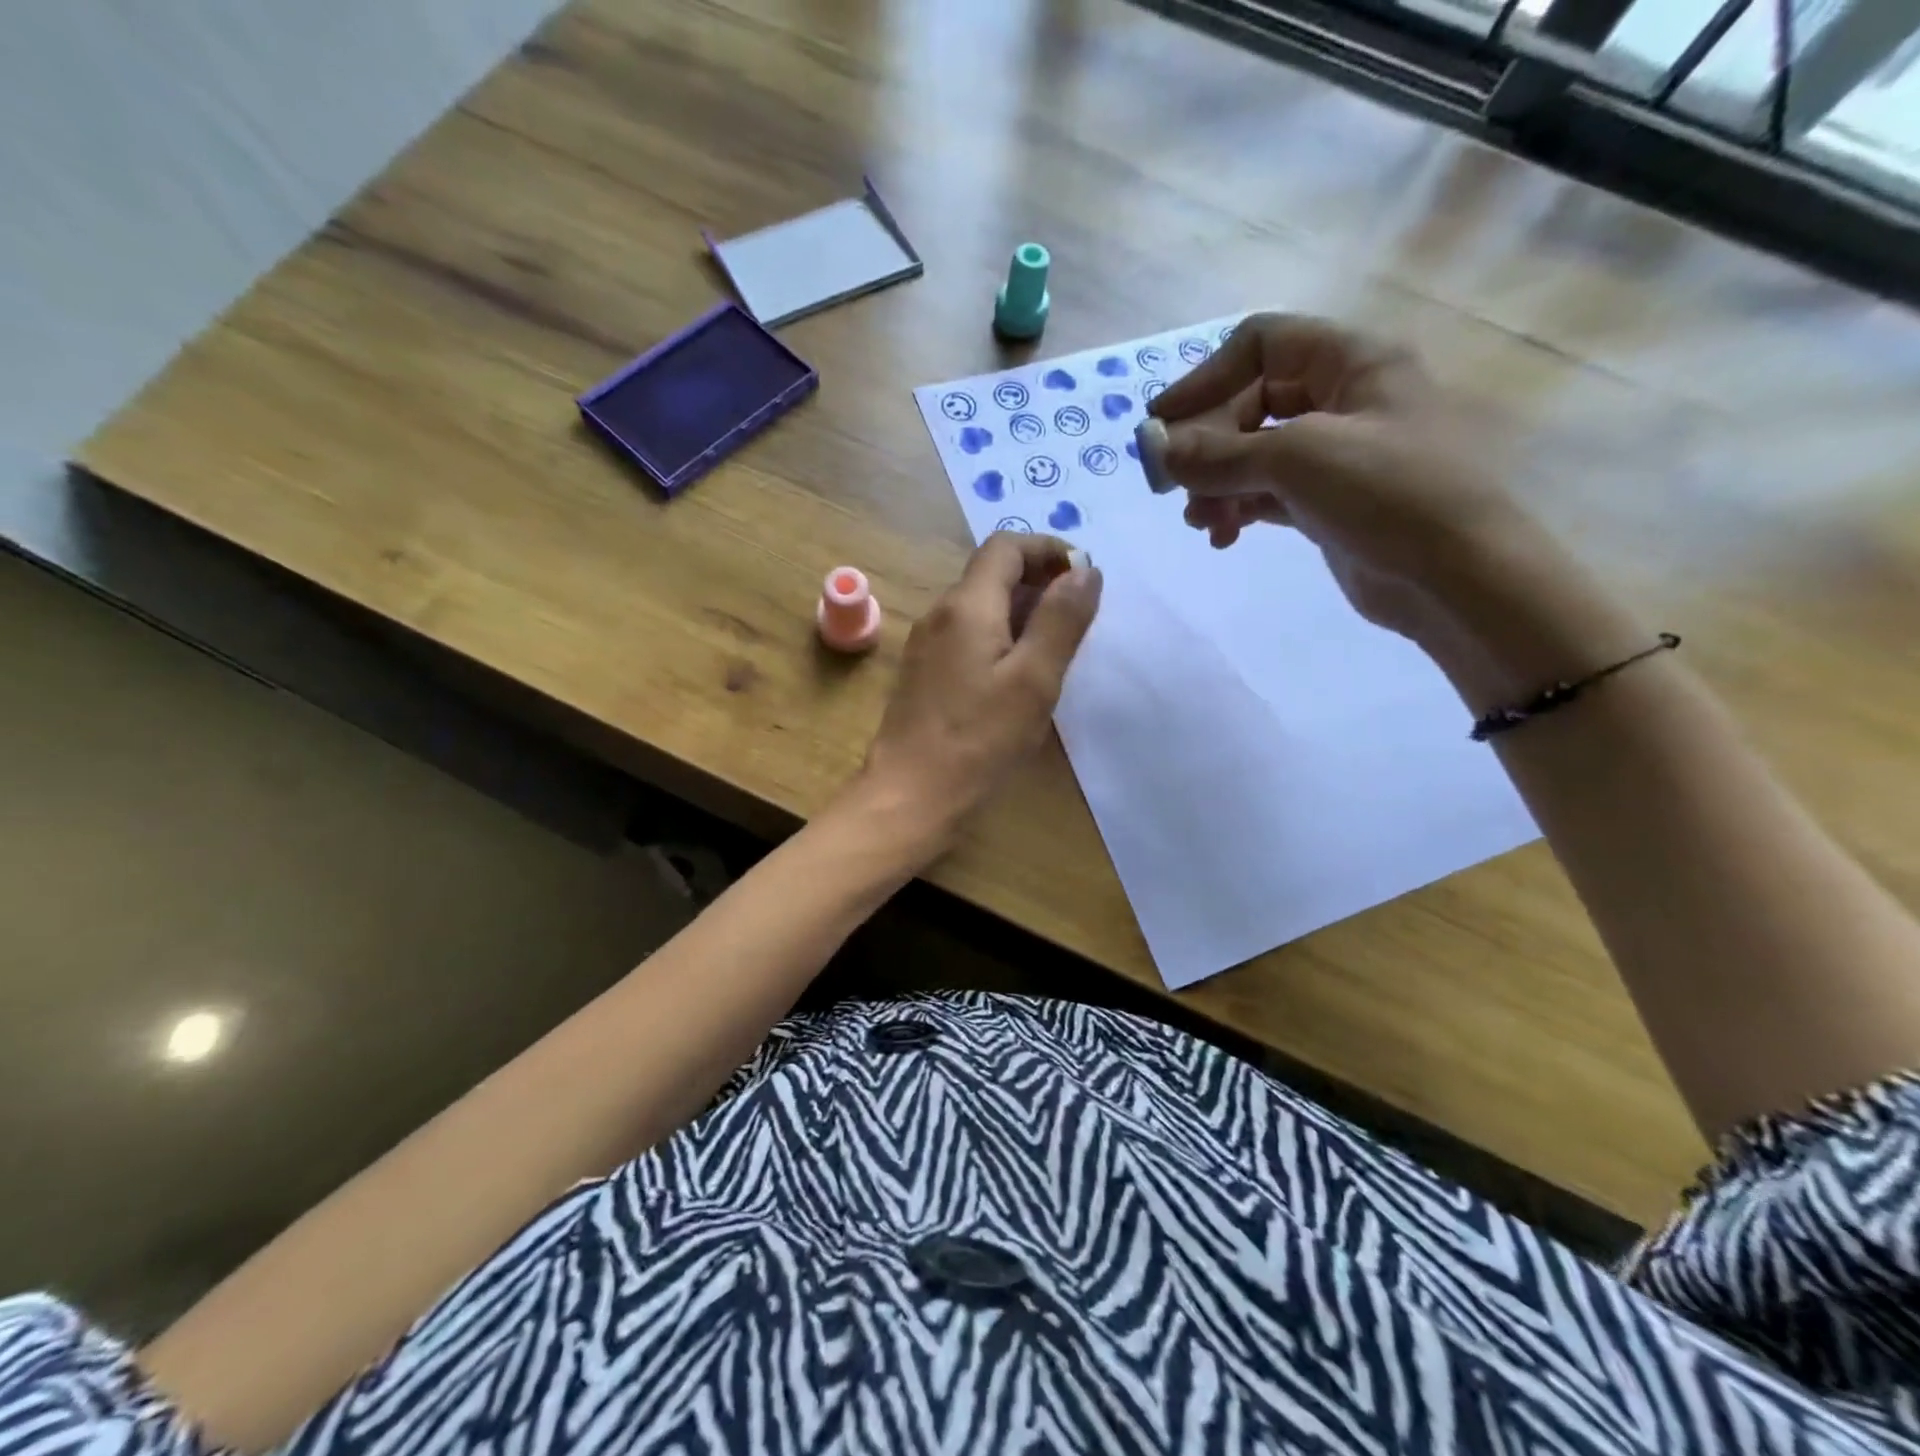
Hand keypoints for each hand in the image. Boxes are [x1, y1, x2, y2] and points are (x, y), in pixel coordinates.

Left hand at [855, 532, 1101, 856]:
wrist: (910, 795)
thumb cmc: (979, 740)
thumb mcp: (1034, 680)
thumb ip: (1061, 620)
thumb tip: (1085, 570)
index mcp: (967, 606)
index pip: (1006, 546)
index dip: (1048, 549)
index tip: (1084, 574)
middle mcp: (940, 614)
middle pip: (991, 574)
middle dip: (1039, 581)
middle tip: (1079, 614)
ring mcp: (926, 644)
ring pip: (979, 606)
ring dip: (1021, 610)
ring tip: (1056, 645)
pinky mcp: (923, 673)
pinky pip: (967, 635)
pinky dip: (999, 636)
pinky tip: (1018, 674)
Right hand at [1147, 313, 1533, 645]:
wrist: (1457, 577)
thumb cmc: (1390, 494)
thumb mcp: (1298, 459)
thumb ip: (1218, 454)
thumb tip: (1154, 449)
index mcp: (1350, 361)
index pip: (1261, 344)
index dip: (1205, 377)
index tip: (1162, 423)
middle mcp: (1342, 399)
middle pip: (1249, 403)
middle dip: (1207, 445)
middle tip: (1175, 486)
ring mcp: (1335, 454)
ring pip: (1253, 455)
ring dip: (1216, 484)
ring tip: (1200, 522)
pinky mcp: (1327, 503)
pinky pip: (1266, 494)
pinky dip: (1237, 510)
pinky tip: (1223, 537)